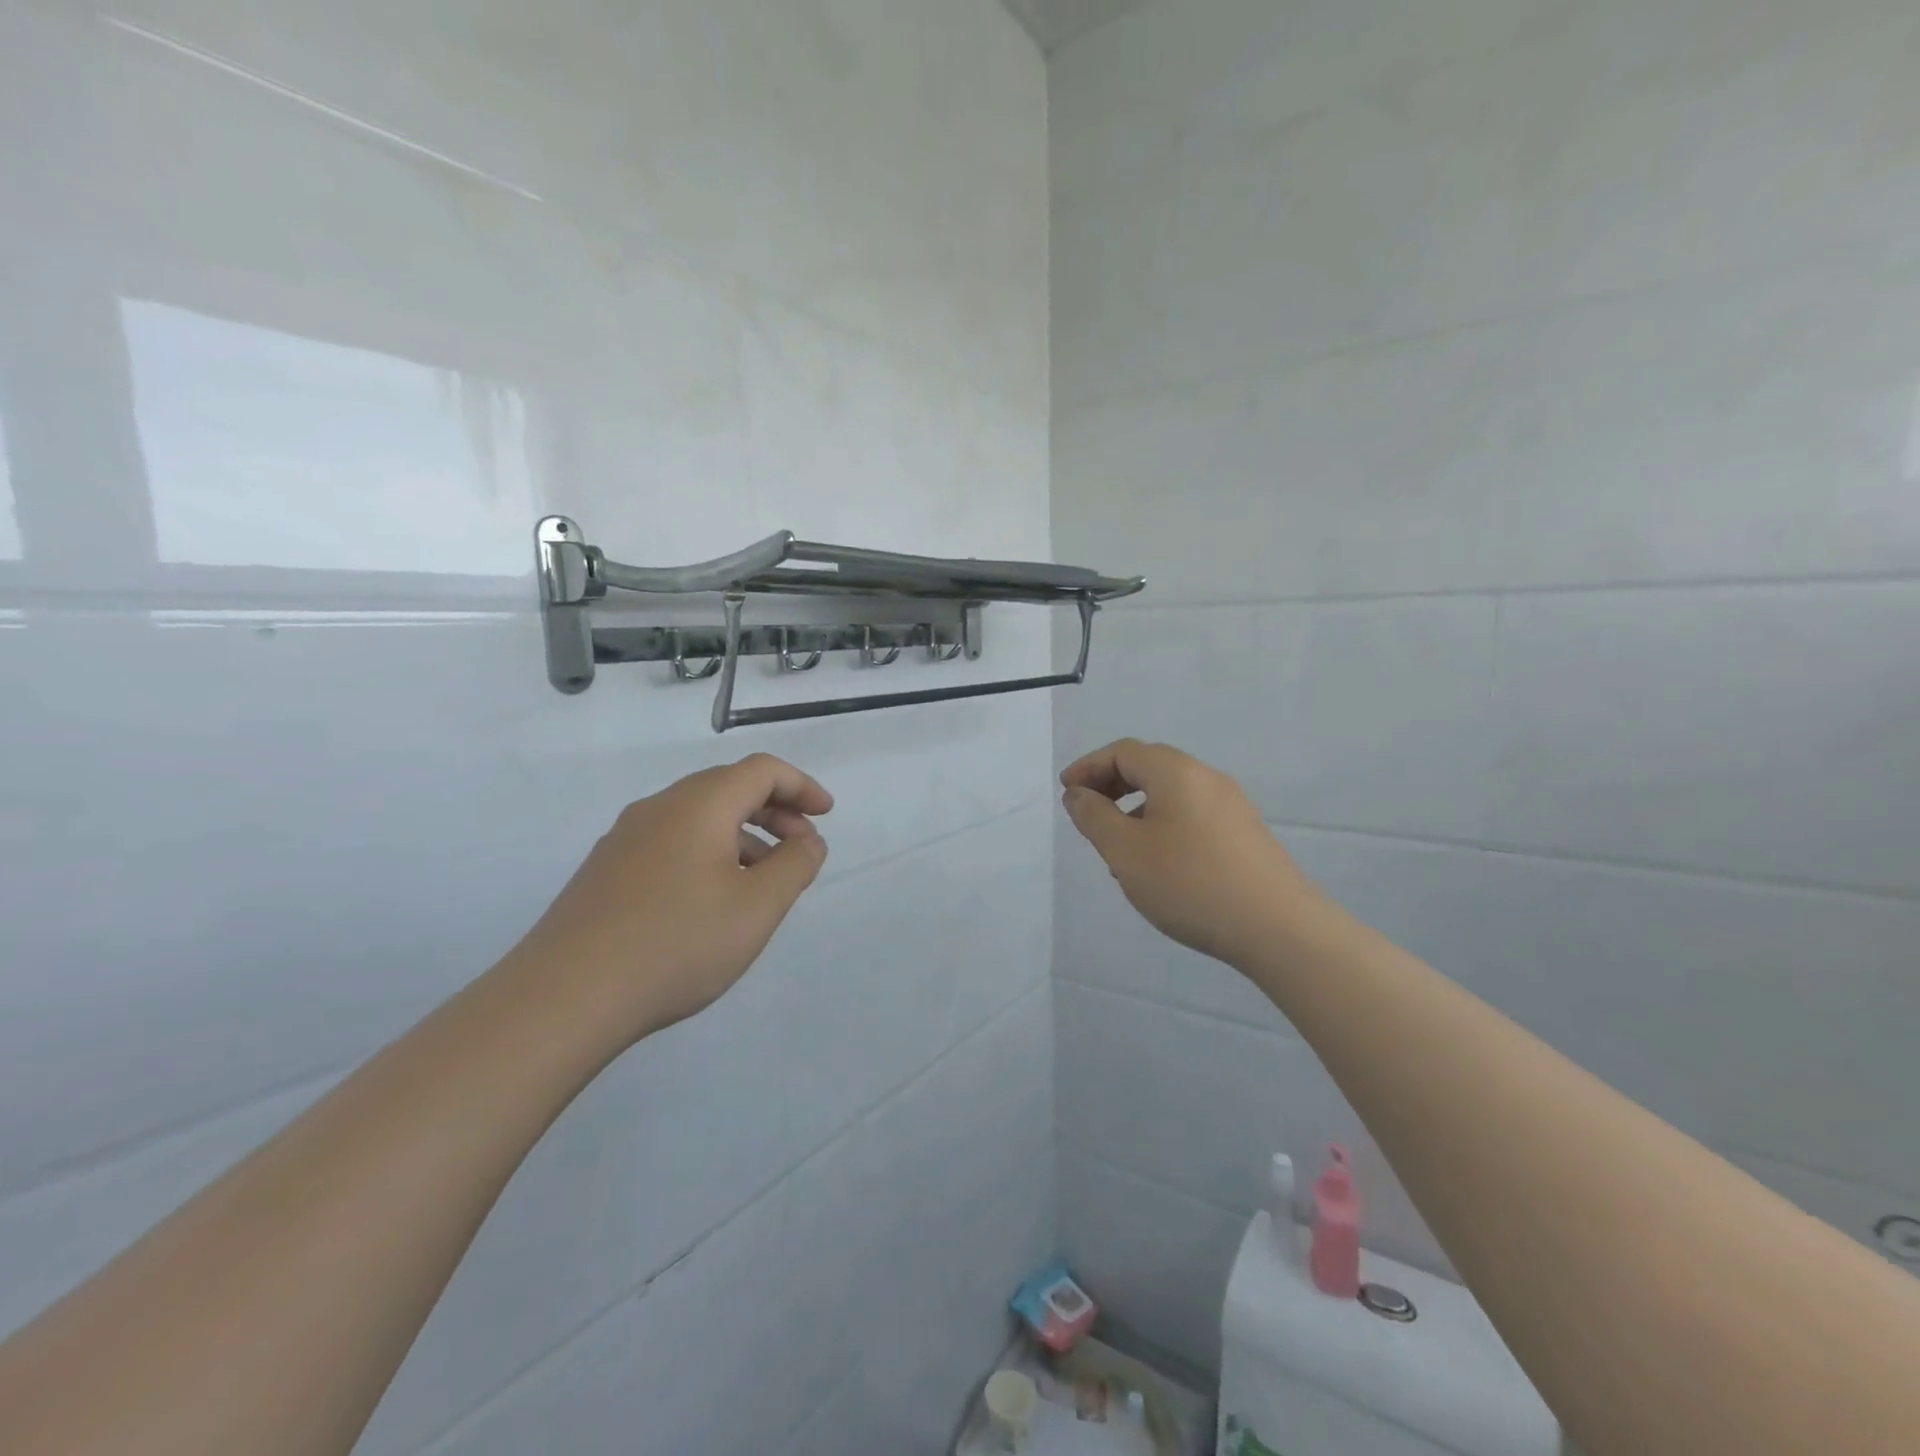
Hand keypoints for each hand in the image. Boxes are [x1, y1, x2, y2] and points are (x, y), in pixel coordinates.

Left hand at [505, 754, 832, 1044]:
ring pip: (698, 819)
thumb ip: (795, 866)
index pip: (761, 770)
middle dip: (775, 811)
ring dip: (743, 836)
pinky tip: (712, 902)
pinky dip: (708, 854)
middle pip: (729, 788)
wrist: (564, 997)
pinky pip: (672, 844)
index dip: (802, 786)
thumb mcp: (757, 906)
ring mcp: (625, 839)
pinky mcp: (605, 871)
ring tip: (763, 883)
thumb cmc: (677, 942)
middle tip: (802, 849)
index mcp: (699, 804)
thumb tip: (809, 841)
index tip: (826, 815)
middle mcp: (659, 808)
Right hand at [1061, 739, 1321, 968]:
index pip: (1123, 752)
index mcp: (1176, 772)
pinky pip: (1192, 814)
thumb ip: (1094, 817)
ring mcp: (1232, 805)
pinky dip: (1163, 824)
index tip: (1066, 792)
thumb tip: (1077, 794)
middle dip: (1111, 785)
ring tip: (1118, 849)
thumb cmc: (1189, 883)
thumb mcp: (1125, 851)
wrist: (1278, 928)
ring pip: (1171, 793)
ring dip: (1136, 808)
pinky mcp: (1245, 833)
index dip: (1088, 767)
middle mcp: (1207, 778)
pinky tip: (1158, 864)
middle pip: (1150, 766)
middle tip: (1087, 814)